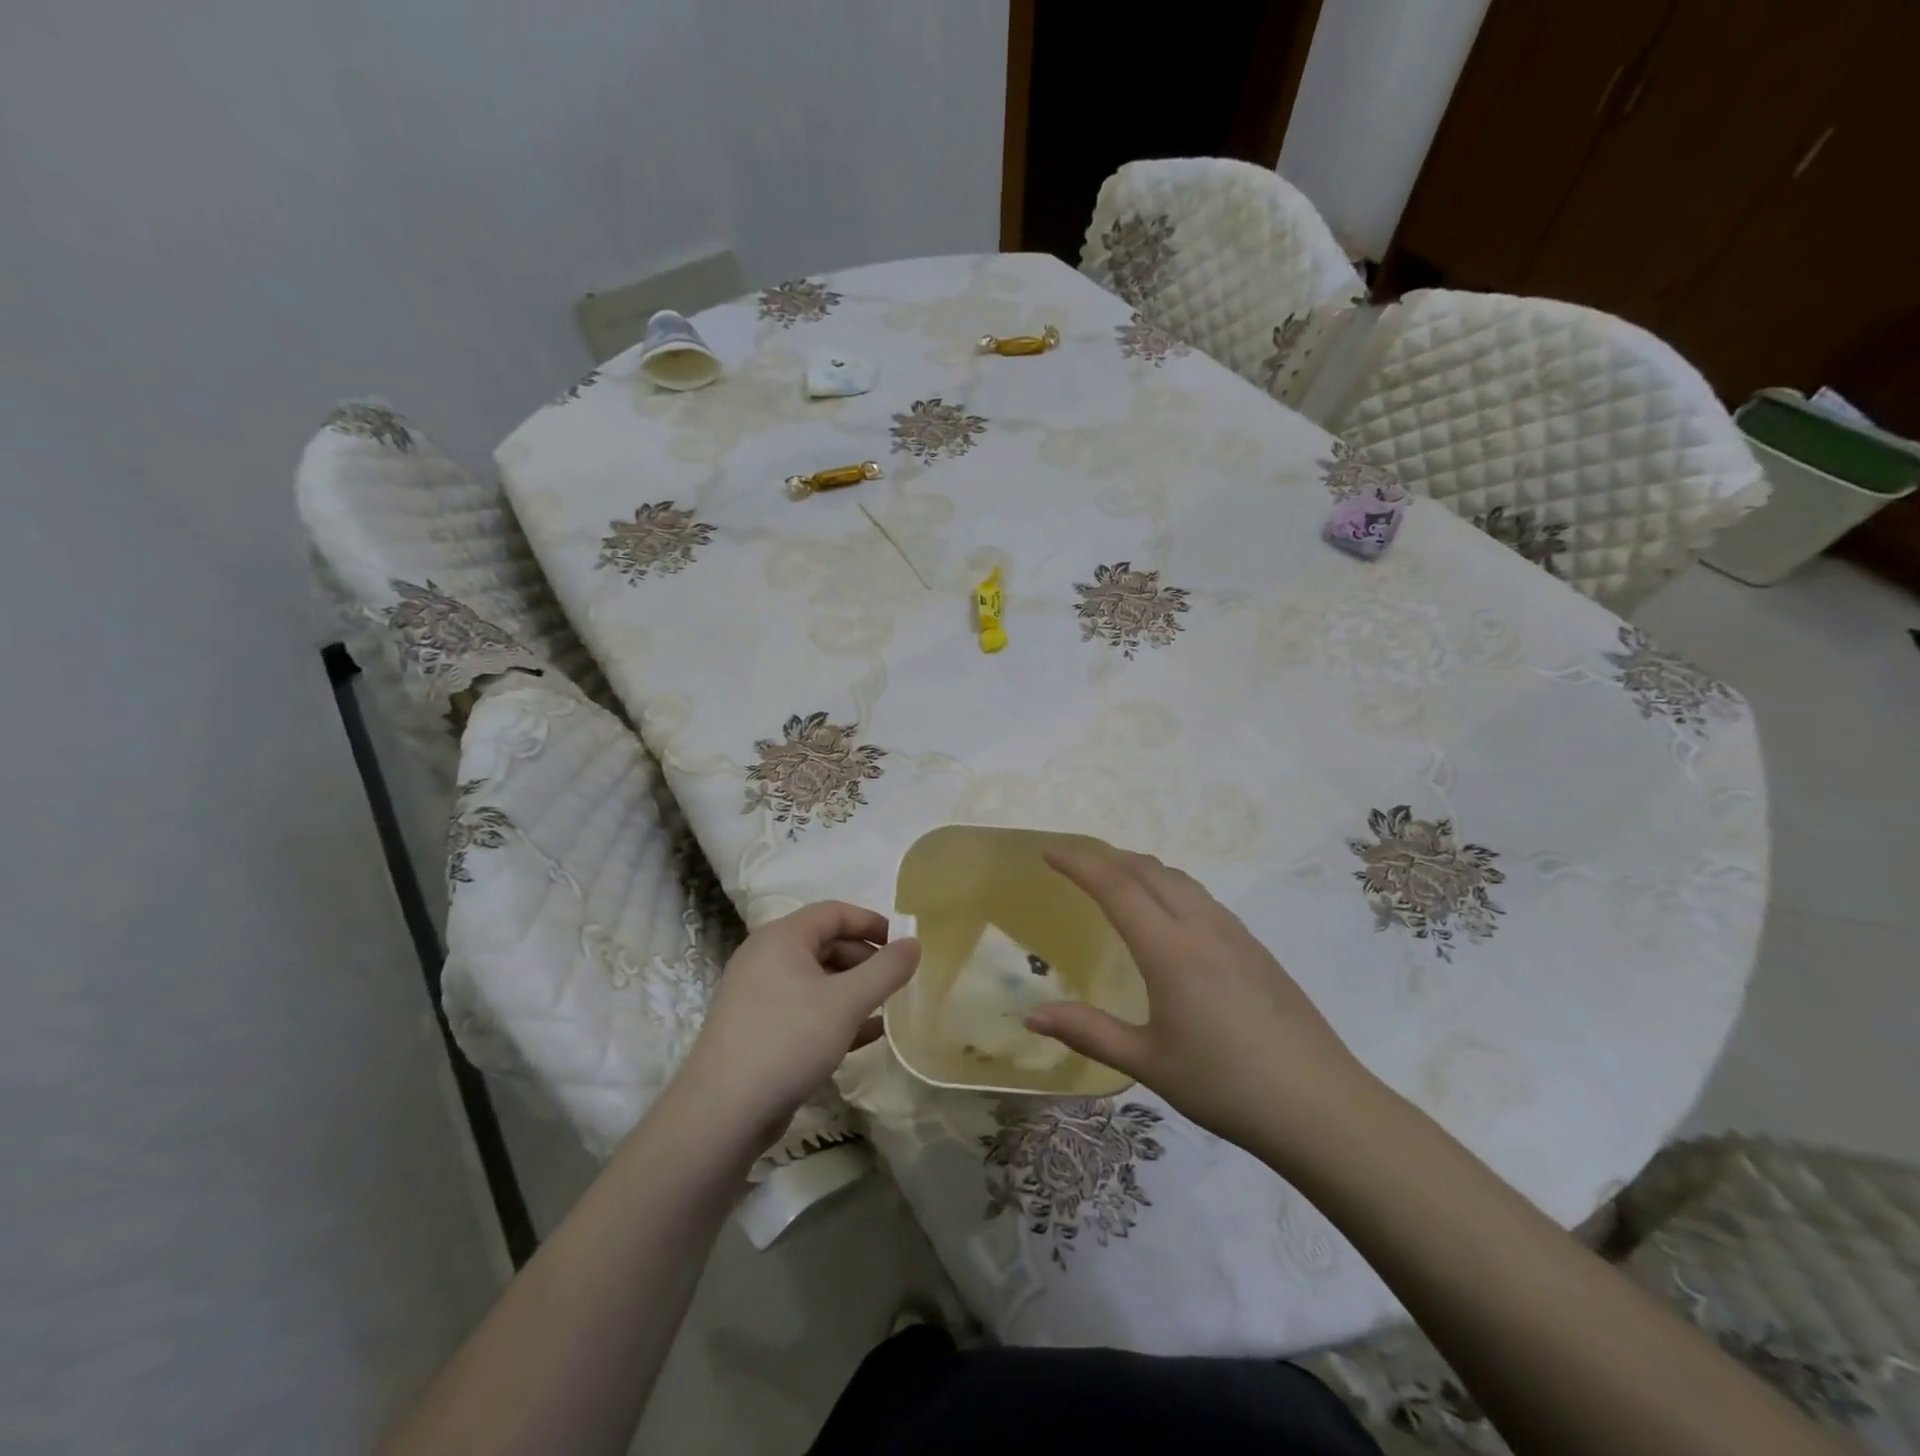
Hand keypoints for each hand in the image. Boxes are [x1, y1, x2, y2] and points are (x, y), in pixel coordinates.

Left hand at [676, 901, 919, 1158]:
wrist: (722, 1113)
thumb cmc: (788, 1040)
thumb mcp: (847, 1002)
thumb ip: (886, 969)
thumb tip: (914, 943)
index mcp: (782, 937)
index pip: (834, 912)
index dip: (872, 922)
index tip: (903, 944)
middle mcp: (766, 958)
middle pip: (825, 944)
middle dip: (865, 959)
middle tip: (896, 981)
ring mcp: (759, 995)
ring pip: (817, 980)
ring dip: (854, 990)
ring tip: (887, 1008)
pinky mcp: (758, 1030)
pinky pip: (805, 1009)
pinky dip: (835, 1015)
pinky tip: (867, 1035)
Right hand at [1027, 846, 1371, 1161]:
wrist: (1322, 1107)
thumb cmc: (1226, 1086)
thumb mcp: (1148, 1063)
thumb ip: (1088, 1032)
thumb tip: (1032, 1015)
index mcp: (1171, 949)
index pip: (1116, 886)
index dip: (1079, 862)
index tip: (1048, 850)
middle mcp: (1202, 927)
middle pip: (1148, 870)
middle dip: (1106, 856)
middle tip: (1073, 861)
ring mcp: (1235, 934)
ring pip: (1179, 880)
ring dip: (1140, 867)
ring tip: (1115, 877)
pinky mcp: (1256, 948)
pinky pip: (1201, 897)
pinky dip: (1169, 886)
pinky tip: (1167, 913)